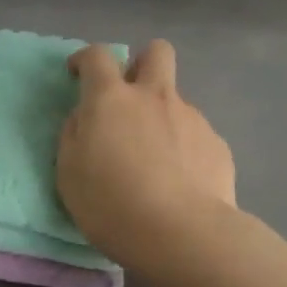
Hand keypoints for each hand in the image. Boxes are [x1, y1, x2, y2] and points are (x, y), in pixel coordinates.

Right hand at [57, 41, 237, 267]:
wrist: (183, 235)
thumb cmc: (112, 205)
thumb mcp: (69, 173)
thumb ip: (74, 135)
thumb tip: (86, 117)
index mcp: (112, 99)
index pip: (97, 56)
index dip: (85, 58)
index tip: (78, 73)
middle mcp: (154, 97)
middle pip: (156, 52)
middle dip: (142, 62)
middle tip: (130, 96)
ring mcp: (191, 117)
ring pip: (176, 100)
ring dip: (162, 117)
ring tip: (157, 164)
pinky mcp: (217, 143)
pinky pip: (195, 135)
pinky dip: (185, 149)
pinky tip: (182, 183)